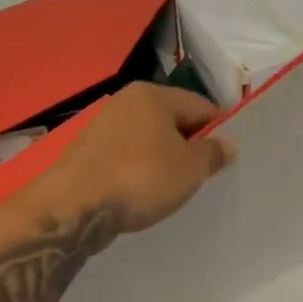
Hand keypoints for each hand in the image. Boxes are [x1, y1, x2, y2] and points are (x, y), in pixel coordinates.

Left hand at [54, 82, 235, 232]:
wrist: (74, 207)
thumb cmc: (141, 178)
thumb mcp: (190, 169)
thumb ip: (213, 153)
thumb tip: (228, 143)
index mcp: (154, 94)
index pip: (200, 106)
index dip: (219, 130)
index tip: (226, 158)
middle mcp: (126, 101)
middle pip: (172, 120)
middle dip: (190, 145)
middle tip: (203, 174)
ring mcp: (102, 126)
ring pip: (148, 139)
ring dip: (164, 159)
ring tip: (175, 187)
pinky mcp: (86, 152)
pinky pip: (127, 156)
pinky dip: (139, 170)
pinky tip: (144, 192)